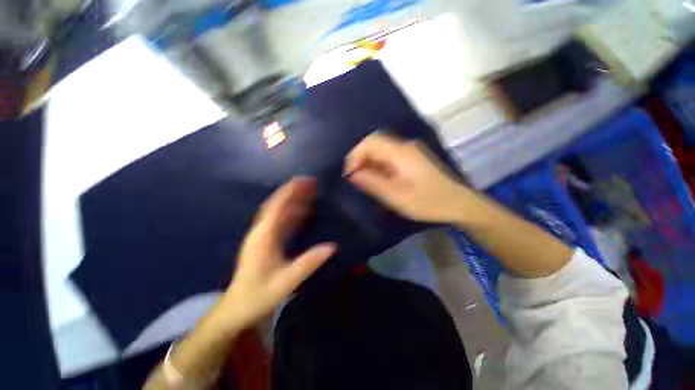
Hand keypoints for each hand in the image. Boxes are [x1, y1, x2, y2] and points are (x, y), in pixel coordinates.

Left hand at [213, 177, 335, 331]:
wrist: (237, 309)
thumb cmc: (258, 296)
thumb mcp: (285, 282)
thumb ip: (308, 263)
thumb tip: (332, 247)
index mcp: (263, 237)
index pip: (276, 207)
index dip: (289, 191)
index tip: (304, 181)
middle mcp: (262, 231)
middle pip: (277, 205)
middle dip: (293, 192)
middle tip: (311, 183)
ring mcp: (263, 236)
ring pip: (279, 212)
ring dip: (294, 200)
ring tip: (310, 192)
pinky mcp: (267, 241)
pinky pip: (281, 221)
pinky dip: (293, 213)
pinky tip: (304, 211)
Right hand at [345, 133, 470, 223]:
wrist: (460, 204)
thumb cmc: (429, 202)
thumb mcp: (397, 197)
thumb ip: (373, 183)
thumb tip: (352, 174)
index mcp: (401, 153)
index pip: (369, 143)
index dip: (354, 156)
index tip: (348, 174)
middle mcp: (405, 146)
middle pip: (375, 143)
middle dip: (360, 159)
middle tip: (354, 179)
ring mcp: (410, 151)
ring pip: (381, 149)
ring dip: (369, 163)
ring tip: (364, 181)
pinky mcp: (413, 157)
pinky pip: (389, 156)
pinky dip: (379, 165)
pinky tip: (379, 179)